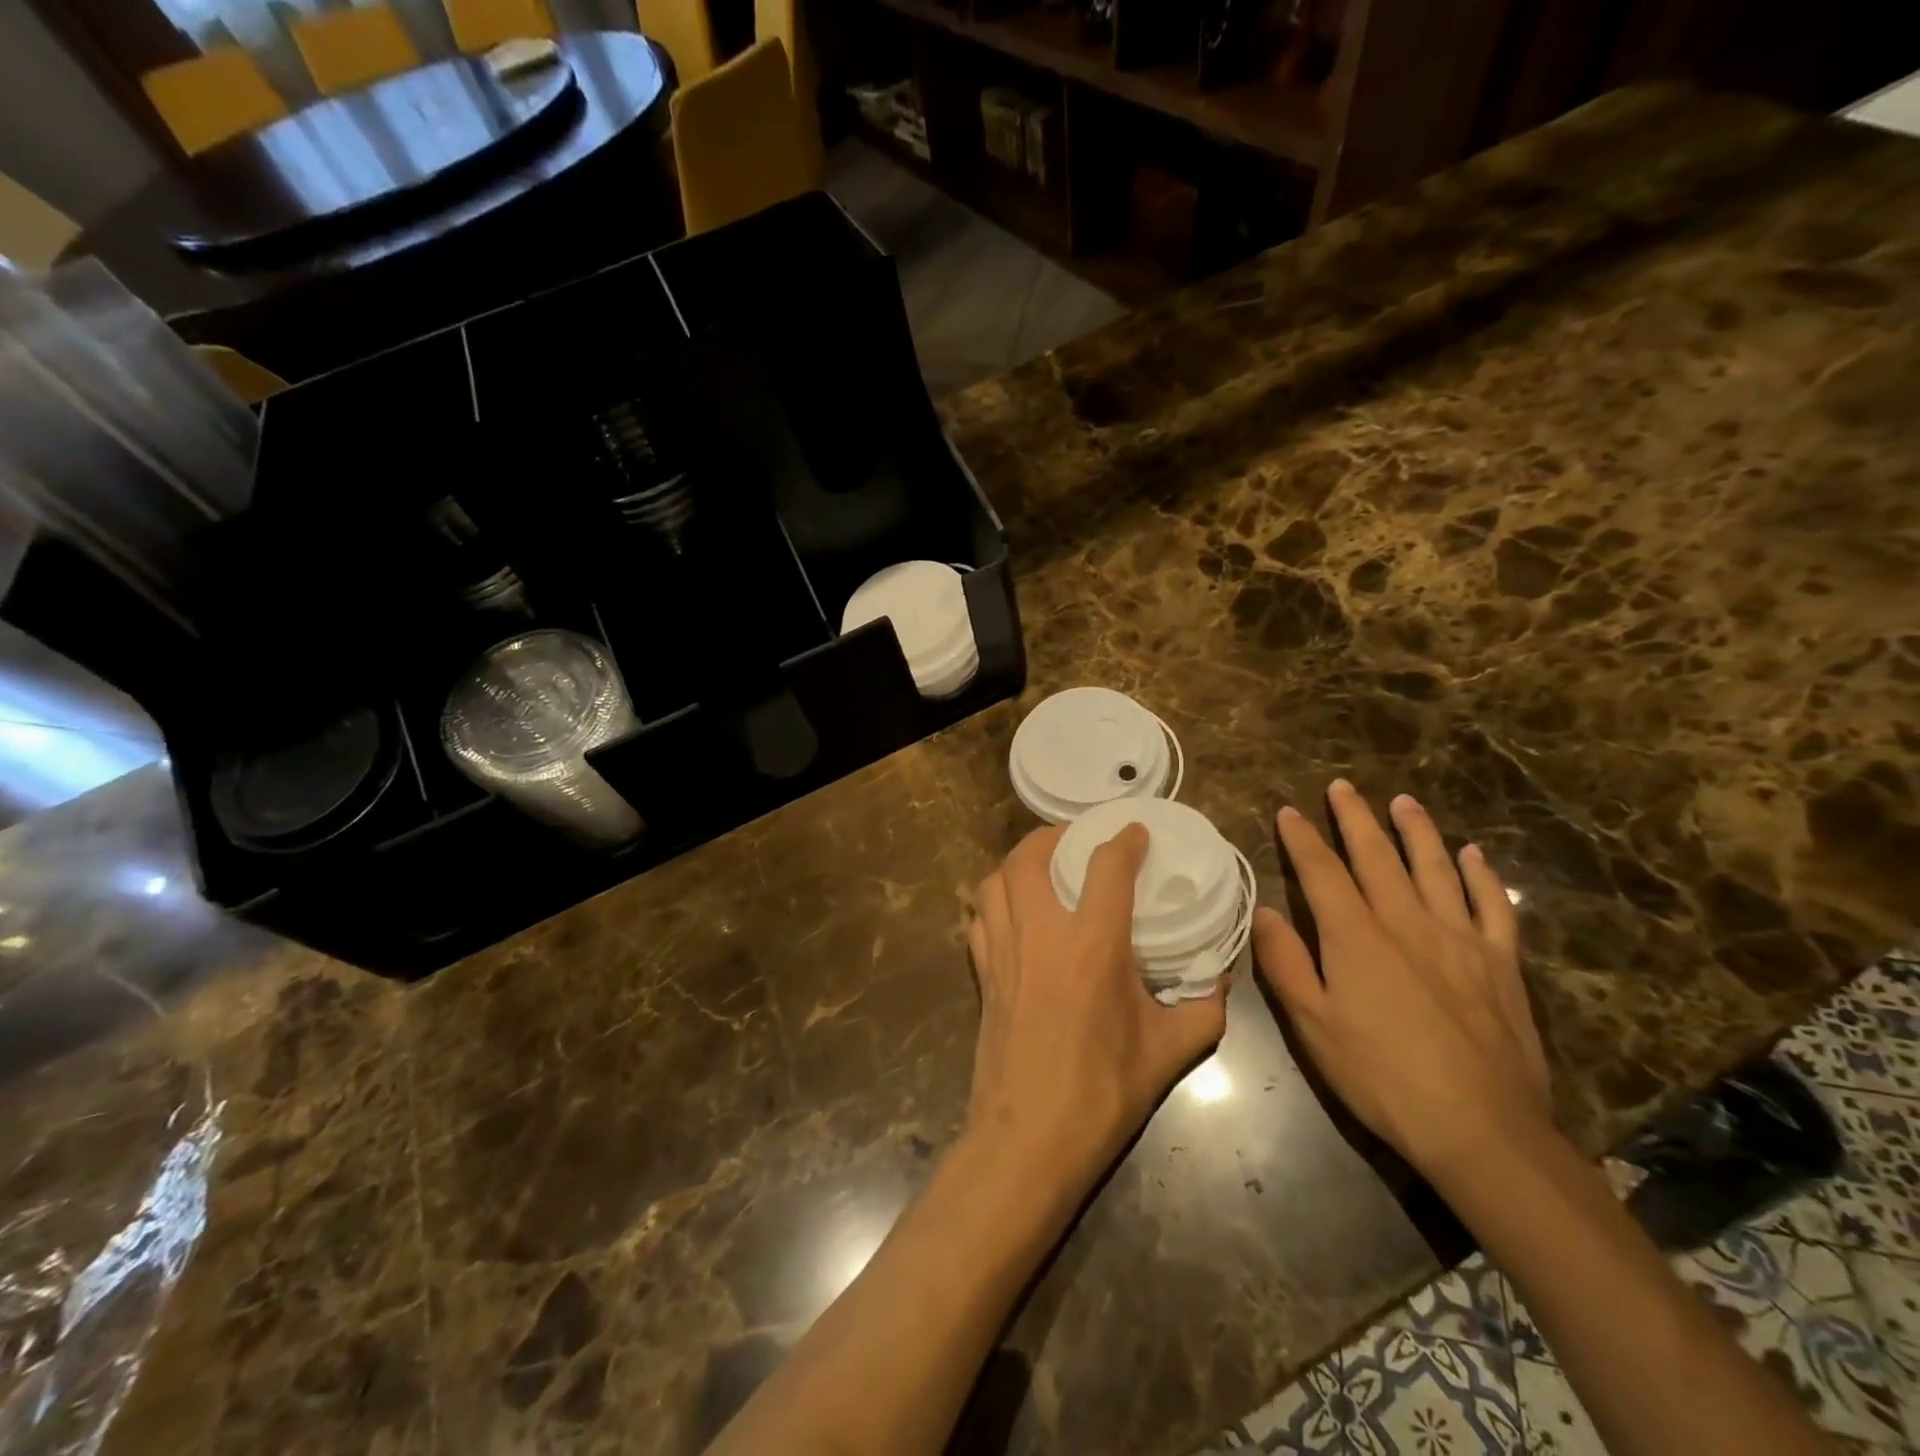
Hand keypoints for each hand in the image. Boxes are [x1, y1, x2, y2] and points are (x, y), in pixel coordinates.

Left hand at [966, 824, 1228, 1185]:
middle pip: (1030, 856)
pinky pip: (979, 916)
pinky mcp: (982, 972)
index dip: (1123, 840)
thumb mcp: (1169, 1052)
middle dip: (1052, 835)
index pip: (1107, 867)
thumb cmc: (1102, 1093)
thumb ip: (1204, 1008)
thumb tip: (1222, 978)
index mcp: (1092, 945)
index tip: (1135, 831)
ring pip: (995, 880)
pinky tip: (1012, 912)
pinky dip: (994, 900)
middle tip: (1076, 839)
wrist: (1028, 1138)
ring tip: (1041, 867)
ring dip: (1017, 862)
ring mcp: (1003, 950)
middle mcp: (1041, 933)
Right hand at [1253, 780, 1550, 1178]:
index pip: (1322, 871)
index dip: (1302, 838)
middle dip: (1355, 818)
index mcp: (1355, 936)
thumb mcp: (1312, 1026)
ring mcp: (1460, 938)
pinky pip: (1493, 905)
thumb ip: (1285, 963)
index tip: (1289, 811)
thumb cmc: (1381, 1076)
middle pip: (1377, 856)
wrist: (1481, 1129)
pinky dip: (1482, 875)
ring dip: (1417, 830)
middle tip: (1343, 787)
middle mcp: (1406, 922)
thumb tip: (1264, 911)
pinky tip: (1474, 855)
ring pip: (1435, 867)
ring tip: (1404, 801)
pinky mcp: (1501, 963)